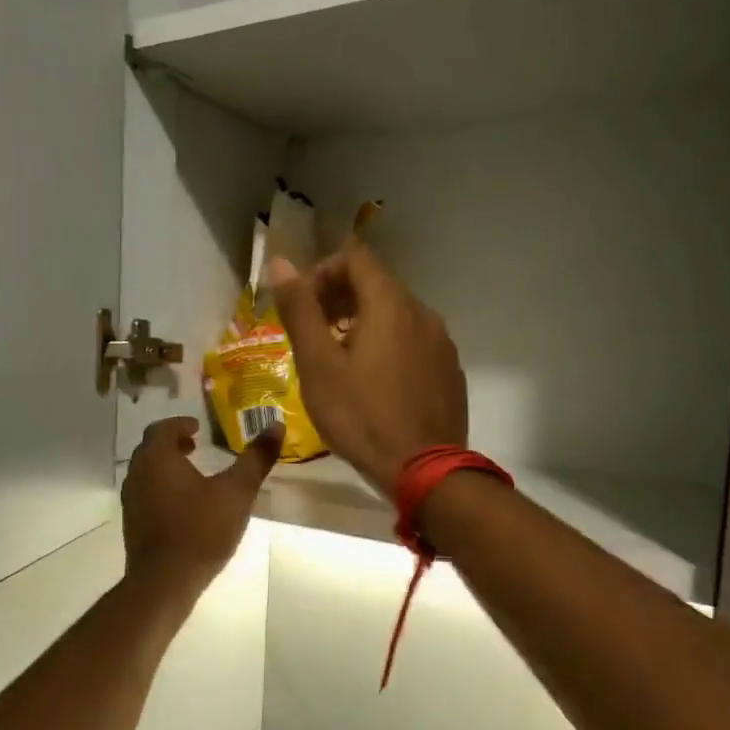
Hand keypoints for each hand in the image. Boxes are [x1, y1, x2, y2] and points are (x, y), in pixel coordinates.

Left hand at [122, 416, 281, 595]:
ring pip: (147, 473)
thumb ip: (256, 458)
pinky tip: (184, 506)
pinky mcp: (133, 525)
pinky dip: (162, 489)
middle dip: (173, 444)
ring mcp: (131, 501)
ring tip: (193, 475)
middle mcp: (137, 474)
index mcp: (157, 458)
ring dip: (167, 467)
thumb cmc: (201, 529)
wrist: (165, 581)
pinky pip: (146, 495)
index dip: (181, 424)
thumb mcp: (237, 492)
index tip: (198, 428)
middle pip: (151, 449)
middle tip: (195, 446)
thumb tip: (276, 425)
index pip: (163, 428)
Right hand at [267, 244, 467, 493]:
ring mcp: (441, 344)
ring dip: (363, 324)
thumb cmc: (362, 417)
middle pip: (377, 285)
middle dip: (339, 298)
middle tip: (313, 333)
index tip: (302, 305)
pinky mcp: (449, 372)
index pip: (356, 259)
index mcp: (391, 305)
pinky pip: (414, 343)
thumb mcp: (319, 366)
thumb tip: (280, 262)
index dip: (322, 272)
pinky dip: (388, 346)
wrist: (424, 471)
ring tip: (339, 361)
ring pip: (397, 316)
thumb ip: (300, 311)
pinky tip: (373, 383)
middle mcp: (423, 314)